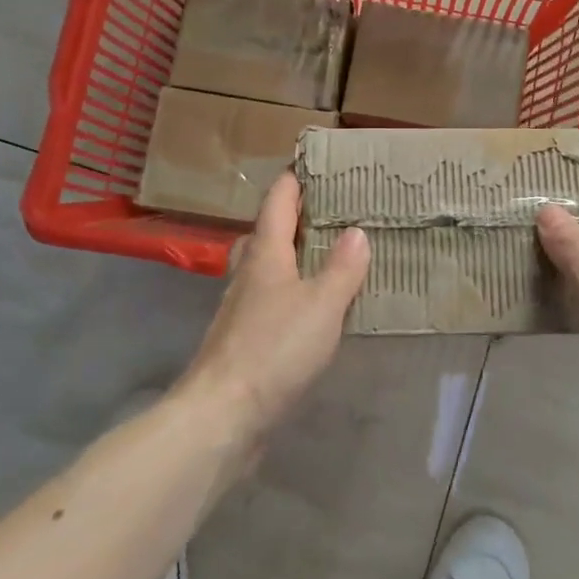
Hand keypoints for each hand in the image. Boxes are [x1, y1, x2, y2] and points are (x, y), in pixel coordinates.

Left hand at [176, 172, 369, 446]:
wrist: (221, 416)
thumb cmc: (273, 349)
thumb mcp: (322, 305)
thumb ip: (342, 268)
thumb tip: (356, 231)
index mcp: (266, 253)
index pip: (278, 199)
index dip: (296, 177)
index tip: (319, 161)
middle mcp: (250, 272)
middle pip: (271, 229)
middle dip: (299, 215)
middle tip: (336, 208)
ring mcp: (243, 306)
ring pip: (270, 265)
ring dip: (297, 253)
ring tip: (333, 253)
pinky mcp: (245, 338)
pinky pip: (274, 298)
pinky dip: (295, 289)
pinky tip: (316, 305)